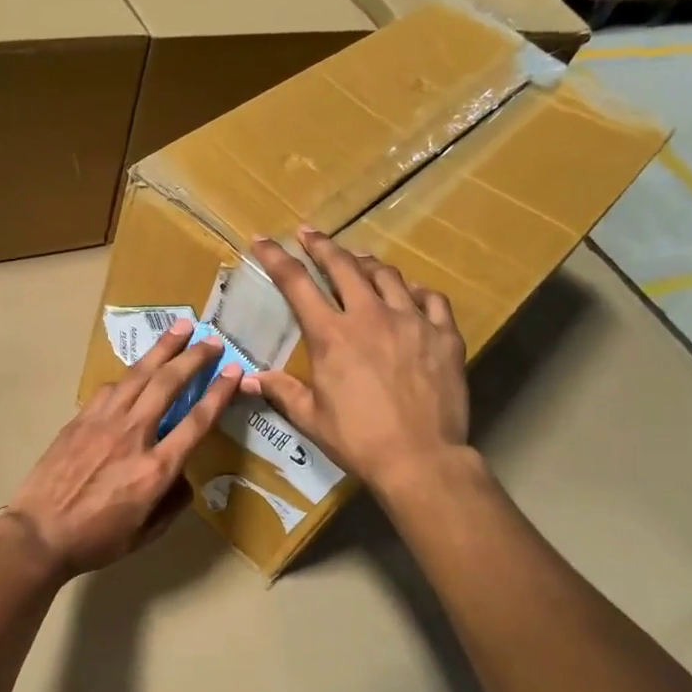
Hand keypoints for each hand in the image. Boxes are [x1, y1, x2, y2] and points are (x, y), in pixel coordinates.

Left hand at [2, 323, 242, 578]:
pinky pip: (109, 388)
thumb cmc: (96, 540)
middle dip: (193, 357)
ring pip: (138, 375)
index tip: (234, 371)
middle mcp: (133, 435)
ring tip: (180, 328)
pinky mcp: (80, 419)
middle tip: (212, 338)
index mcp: (156, 469)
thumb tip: (182, 477)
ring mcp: (103, 422)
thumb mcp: (146, 534)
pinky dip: (128, 374)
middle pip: (168, 384)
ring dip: (162, 349)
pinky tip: (137, 369)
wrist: (39, 534)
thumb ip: (172, 503)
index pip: (197, 421)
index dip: (218, 393)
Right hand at [247, 227, 470, 494]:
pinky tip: (408, 291)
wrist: (421, 458)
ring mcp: (412, 321)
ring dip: (366, 262)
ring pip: (387, 275)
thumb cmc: (358, 440)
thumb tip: (248, 379)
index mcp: (331, 335)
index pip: (296, 283)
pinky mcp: (444, 335)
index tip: (263, 240)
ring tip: (357, 258)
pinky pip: (431, 299)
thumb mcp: (310, 417)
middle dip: (322, 245)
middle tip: (309, 233)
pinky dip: (415, 290)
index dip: (276, 258)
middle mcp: (370, 316)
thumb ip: (281, 390)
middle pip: (343, 266)